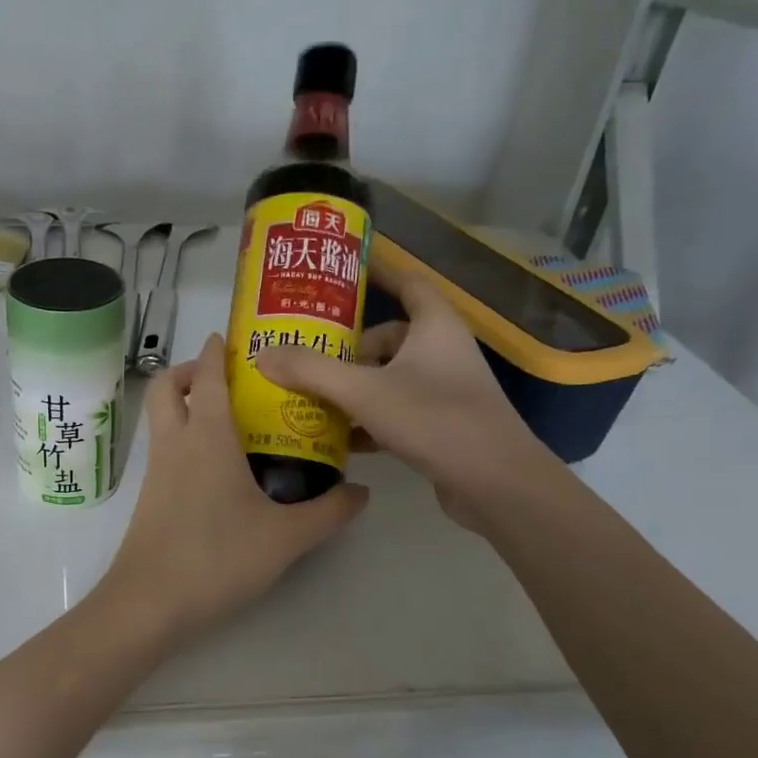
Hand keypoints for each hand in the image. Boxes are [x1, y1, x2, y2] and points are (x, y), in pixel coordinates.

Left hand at [100, 334, 367, 641]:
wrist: (149, 602)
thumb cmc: (217, 558)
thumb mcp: (285, 537)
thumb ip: (328, 512)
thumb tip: (362, 493)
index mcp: (206, 436)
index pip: (205, 376)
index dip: (215, 352)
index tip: (232, 339)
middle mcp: (175, 443)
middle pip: (166, 387)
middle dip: (189, 371)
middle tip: (229, 381)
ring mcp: (156, 471)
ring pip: (161, 418)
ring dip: (185, 405)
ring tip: (232, 422)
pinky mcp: (149, 497)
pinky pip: (164, 449)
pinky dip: (184, 439)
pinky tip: (218, 469)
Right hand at [256, 265, 553, 526]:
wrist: (495, 484)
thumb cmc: (434, 420)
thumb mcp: (364, 392)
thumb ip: (311, 371)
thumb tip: (262, 354)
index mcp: (434, 326)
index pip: (405, 283)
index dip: (376, 273)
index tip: (339, 273)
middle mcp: (442, 351)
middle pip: (387, 337)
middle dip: (347, 347)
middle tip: (305, 355)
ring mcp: (443, 390)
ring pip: (388, 377)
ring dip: (352, 387)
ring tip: (309, 396)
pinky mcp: (440, 425)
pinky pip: (394, 410)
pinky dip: (367, 419)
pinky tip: (337, 438)